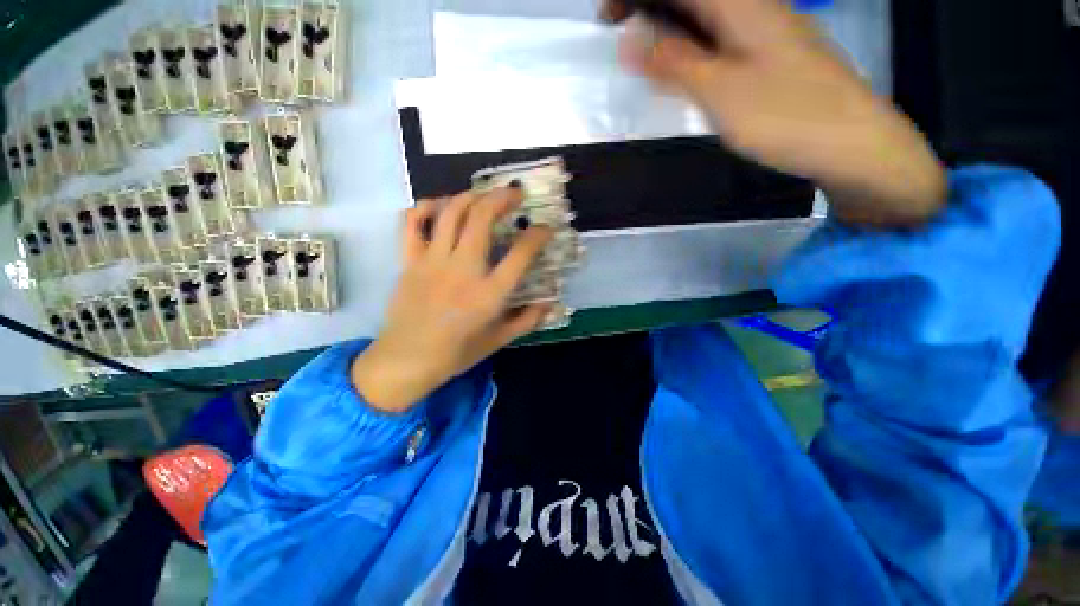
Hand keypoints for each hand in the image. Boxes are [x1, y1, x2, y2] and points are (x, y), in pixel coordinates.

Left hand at [351, 188, 553, 412]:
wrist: (406, 360)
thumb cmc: (456, 353)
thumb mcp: (499, 340)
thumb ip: (528, 320)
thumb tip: (550, 302)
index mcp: (489, 293)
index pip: (521, 253)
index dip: (538, 235)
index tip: (545, 229)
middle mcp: (463, 270)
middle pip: (482, 218)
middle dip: (504, 198)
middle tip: (516, 194)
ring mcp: (433, 261)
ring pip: (451, 212)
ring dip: (471, 195)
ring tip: (485, 195)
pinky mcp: (410, 260)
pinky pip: (413, 223)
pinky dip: (427, 207)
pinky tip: (441, 206)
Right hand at [603, 0, 946, 225]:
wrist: (852, 142)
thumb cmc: (786, 116)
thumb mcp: (720, 92)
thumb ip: (675, 64)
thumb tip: (631, 42)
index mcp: (740, 4)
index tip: (607, 20)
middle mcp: (753, 7)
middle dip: (649, 7)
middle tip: (620, 38)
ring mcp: (764, 30)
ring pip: (706, 16)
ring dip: (669, 28)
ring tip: (644, 57)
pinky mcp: (770, 55)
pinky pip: (720, 37)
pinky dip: (692, 47)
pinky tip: (683, 69)